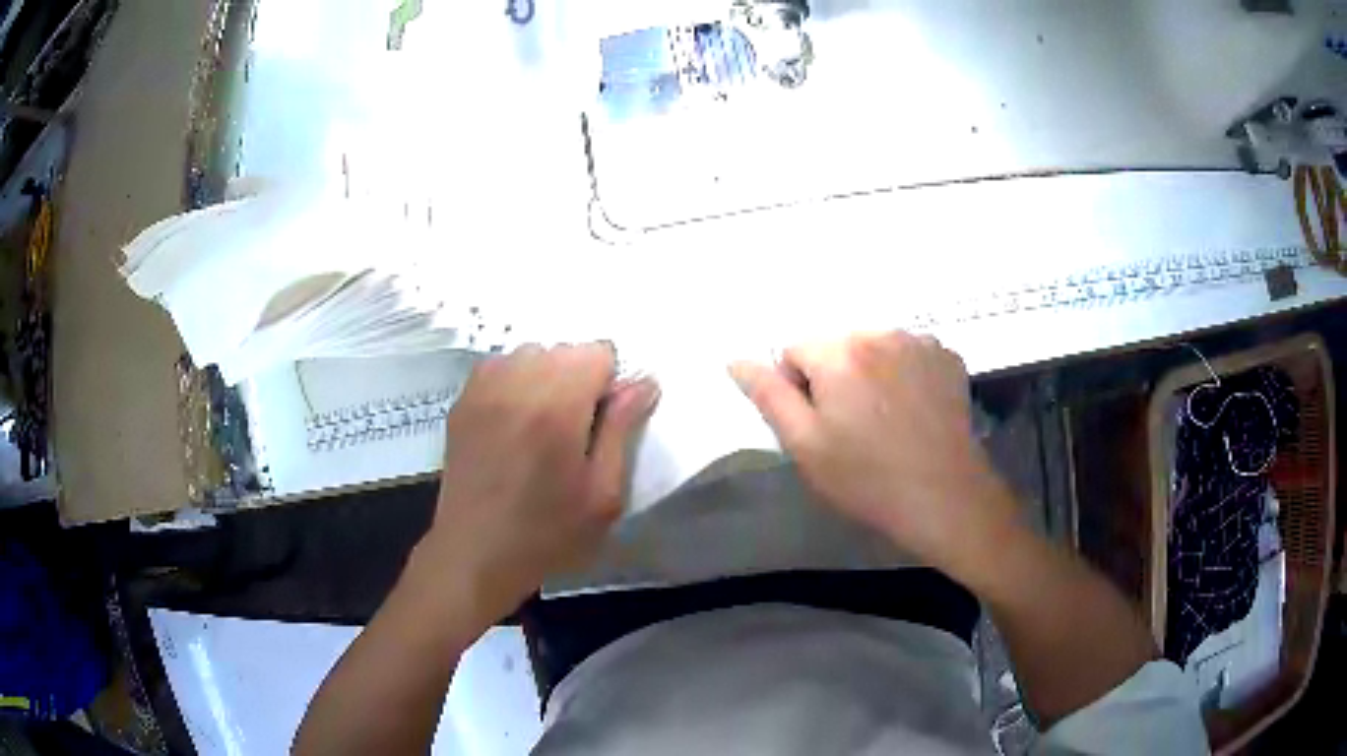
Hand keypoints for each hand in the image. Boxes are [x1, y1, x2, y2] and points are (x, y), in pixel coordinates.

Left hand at [416, 343, 659, 621]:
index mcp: (556, 407)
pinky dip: (514, 382)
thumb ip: (622, 430)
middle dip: (579, 379)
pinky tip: (512, 422)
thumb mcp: (602, 495)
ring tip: (541, 425)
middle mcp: (516, 384)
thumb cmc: (546, 534)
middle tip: (574, 431)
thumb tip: (643, 383)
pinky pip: (499, 367)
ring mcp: (482, 389)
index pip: (597, 352)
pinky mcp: (461, 401)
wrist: (474, 554)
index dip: (610, 383)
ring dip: (546, 377)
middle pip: (564, 350)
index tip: (603, 422)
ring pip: (531, 354)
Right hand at [730, 332, 1016, 577]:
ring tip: (887, 420)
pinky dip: (905, 374)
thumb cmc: (867, 478)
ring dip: (871, 373)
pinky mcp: (947, 356)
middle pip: (837, 345)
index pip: (795, 350)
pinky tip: (914, 411)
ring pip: (874, 348)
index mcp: (838, 352)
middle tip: (853, 427)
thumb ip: (767, 395)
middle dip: (836, 377)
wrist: (945, 497)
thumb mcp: (804, 445)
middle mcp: (879, 332)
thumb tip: (736, 359)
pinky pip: (909, 355)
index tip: (820, 426)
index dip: (799, 389)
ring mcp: (919, 341)